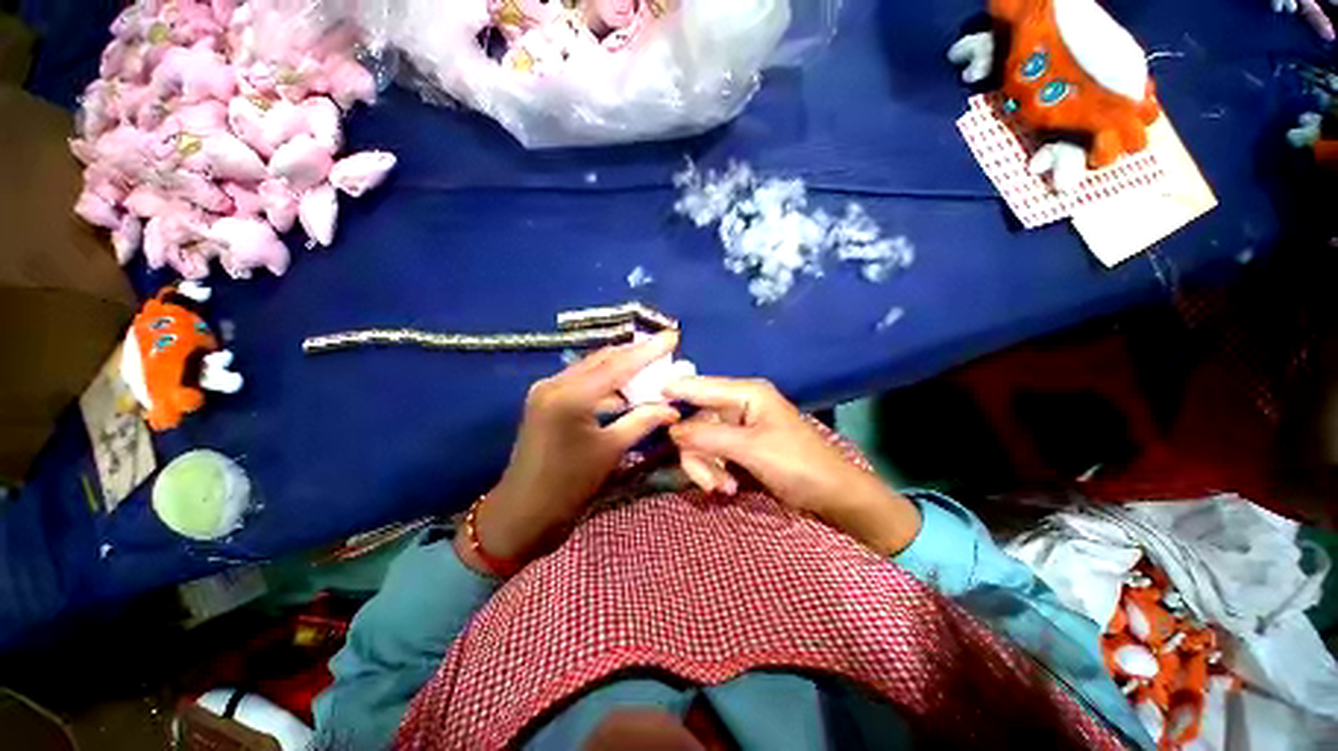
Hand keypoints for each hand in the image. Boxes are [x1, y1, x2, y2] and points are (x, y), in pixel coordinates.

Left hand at [457, 332, 682, 573]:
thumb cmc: (568, 486)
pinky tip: (626, 391)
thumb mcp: (611, 451)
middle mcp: (555, 383)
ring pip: (593, 369)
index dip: (649, 350)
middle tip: (664, 349)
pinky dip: (606, 385)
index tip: (673, 336)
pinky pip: (583, 383)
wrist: (524, 513)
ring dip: (621, 369)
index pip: (618, 365)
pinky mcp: (546, 400)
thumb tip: (672, 408)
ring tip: (651, 368)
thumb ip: (643, 421)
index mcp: (570, 396)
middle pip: (603, 359)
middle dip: (635, 354)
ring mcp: (547, 390)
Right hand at [663, 376, 920, 555]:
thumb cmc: (798, 465)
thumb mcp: (751, 449)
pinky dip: (715, 470)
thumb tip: (672, 430)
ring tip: (722, 488)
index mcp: (747, 393)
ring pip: (702, 440)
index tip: (647, 397)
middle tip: (707, 481)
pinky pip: (714, 452)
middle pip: (698, 421)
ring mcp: (740, 425)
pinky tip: (727, 487)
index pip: (702, 386)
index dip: (674, 390)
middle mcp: (740, 404)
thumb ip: (709, 437)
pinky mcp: (741, 444)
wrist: (833, 495)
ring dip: (706, 466)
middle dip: (698, 452)